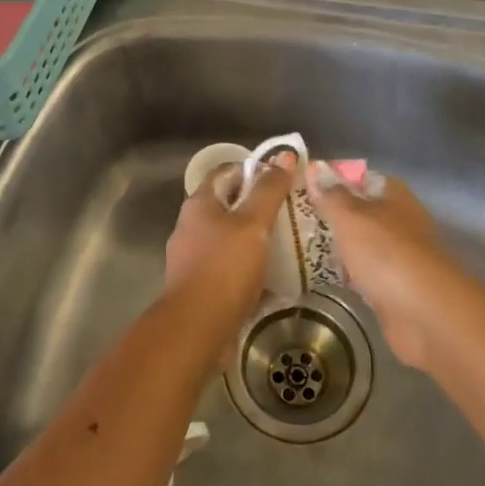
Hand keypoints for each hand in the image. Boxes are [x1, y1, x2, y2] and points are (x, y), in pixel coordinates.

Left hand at [164, 153, 295, 317]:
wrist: (197, 330)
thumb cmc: (225, 267)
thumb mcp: (253, 223)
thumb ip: (269, 190)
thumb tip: (285, 156)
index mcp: (199, 204)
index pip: (228, 172)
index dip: (255, 169)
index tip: (284, 178)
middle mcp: (191, 226)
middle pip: (230, 205)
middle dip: (260, 207)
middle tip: (293, 211)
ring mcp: (194, 258)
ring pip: (232, 239)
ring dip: (258, 240)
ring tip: (290, 244)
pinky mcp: (202, 287)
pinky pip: (231, 269)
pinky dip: (251, 269)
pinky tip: (276, 278)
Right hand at [305, 168, 461, 368]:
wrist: (424, 314)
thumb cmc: (385, 253)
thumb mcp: (350, 217)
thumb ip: (331, 197)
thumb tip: (315, 174)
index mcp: (395, 196)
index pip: (362, 178)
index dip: (335, 180)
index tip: (306, 187)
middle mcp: (400, 222)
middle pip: (362, 212)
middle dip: (333, 216)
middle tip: (296, 219)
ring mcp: (400, 256)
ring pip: (363, 244)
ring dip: (340, 247)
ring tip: (300, 246)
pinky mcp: (395, 288)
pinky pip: (365, 274)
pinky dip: (348, 275)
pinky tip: (323, 276)